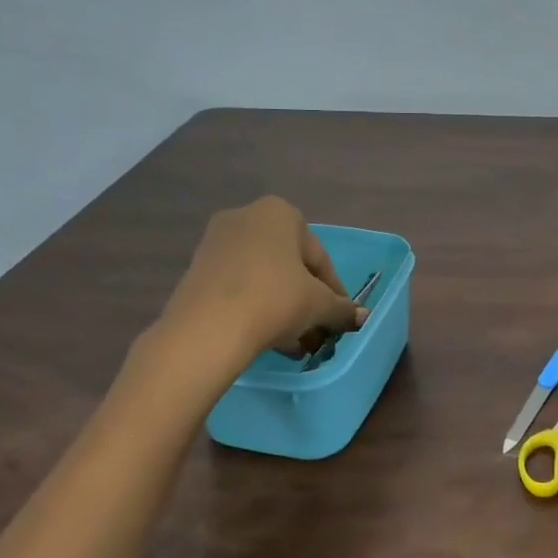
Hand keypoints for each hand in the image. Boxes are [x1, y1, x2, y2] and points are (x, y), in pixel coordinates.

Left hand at [156, 196, 365, 361]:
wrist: (207, 328)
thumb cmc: (275, 300)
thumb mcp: (319, 305)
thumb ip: (341, 309)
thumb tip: (361, 317)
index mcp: (279, 213)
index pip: (319, 257)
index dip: (334, 291)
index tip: (340, 317)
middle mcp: (246, 217)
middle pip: (289, 265)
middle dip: (306, 301)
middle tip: (317, 332)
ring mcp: (216, 243)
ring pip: (264, 278)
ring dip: (283, 308)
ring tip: (295, 344)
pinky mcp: (197, 270)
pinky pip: (239, 287)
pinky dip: (256, 308)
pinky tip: (269, 340)